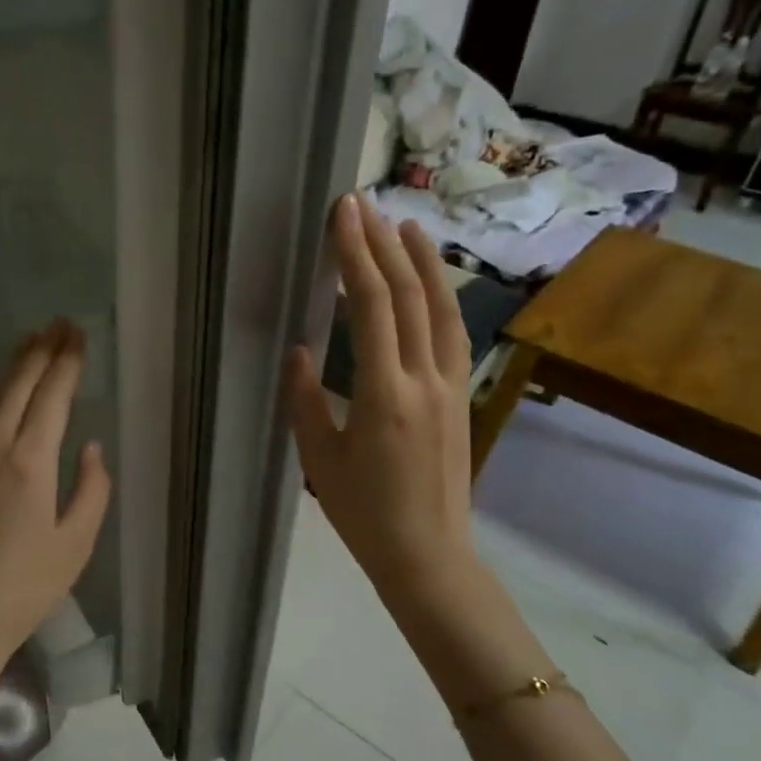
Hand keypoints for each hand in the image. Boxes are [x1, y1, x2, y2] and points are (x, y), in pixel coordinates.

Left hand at [0, 321, 111, 727]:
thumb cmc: (22, 590)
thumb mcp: (75, 546)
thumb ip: (91, 490)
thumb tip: (90, 448)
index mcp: (30, 463)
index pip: (52, 396)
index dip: (67, 362)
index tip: (78, 335)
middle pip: (19, 385)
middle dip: (42, 351)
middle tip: (59, 324)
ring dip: (13, 366)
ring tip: (31, 341)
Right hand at [285, 195, 485, 625]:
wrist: (429, 556)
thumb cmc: (363, 513)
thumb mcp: (319, 459)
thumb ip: (305, 399)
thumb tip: (298, 349)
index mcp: (385, 394)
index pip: (374, 307)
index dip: (357, 256)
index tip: (344, 215)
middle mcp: (425, 380)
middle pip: (410, 297)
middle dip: (384, 246)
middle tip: (364, 205)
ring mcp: (451, 387)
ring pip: (442, 310)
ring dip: (423, 263)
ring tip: (405, 225)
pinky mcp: (461, 398)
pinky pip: (454, 335)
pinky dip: (443, 298)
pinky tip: (433, 282)